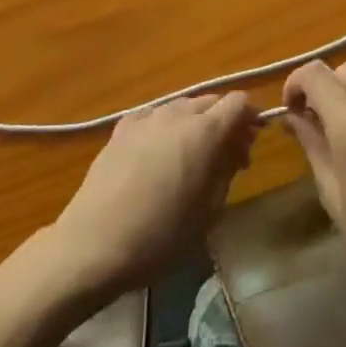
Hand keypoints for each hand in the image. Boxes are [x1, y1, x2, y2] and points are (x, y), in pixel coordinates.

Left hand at [47, 93, 260, 299]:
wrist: (94, 245)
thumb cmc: (160, 237)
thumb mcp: (208, 212)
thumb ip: (226, 172)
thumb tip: (235, 151)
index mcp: (204, 132)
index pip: (238, 103)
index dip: (250, 118)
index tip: (251, 143)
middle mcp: (177, 114)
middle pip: (211, 102)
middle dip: (224, 122)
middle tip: (227, 156)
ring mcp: (146, 118)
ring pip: (181, 107)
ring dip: (194, 123)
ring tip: (191, 156)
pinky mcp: (121, 129)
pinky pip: (153, 117)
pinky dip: (164, 128)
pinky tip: (158, 153)